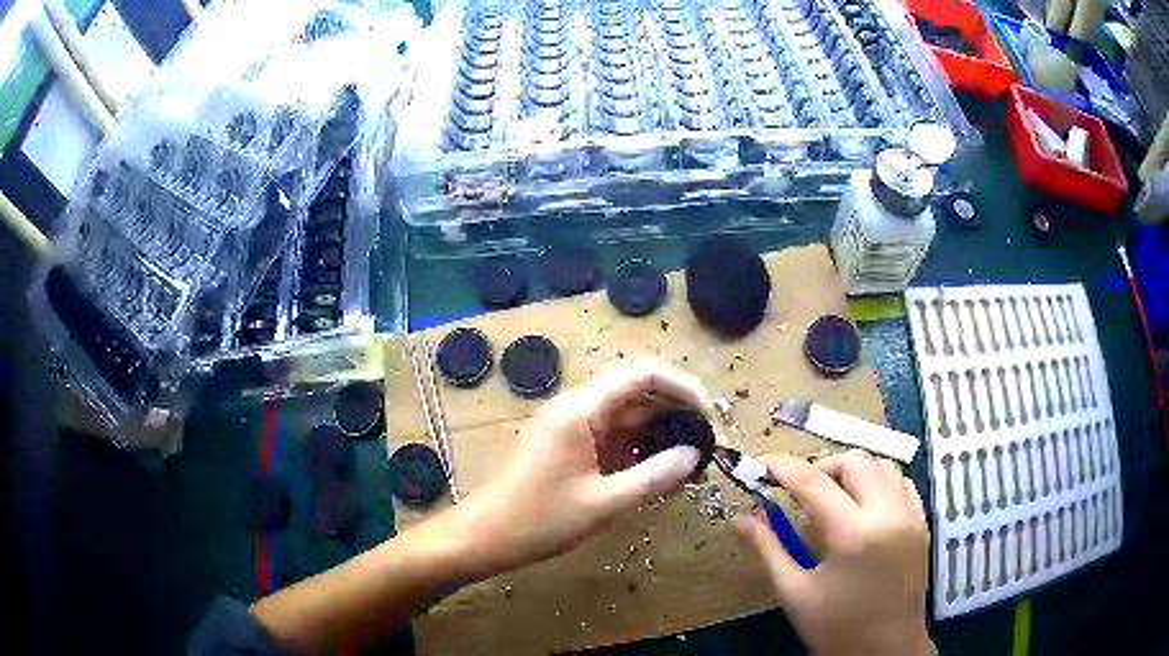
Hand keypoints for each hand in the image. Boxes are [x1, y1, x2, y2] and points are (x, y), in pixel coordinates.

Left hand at [457, 358, 708, 576]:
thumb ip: (653, 476)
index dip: (680, 386)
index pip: (641, 374)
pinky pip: (611, 435)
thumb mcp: (604, 503)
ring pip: (625, 414)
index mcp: (581, 409)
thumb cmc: (541, 520)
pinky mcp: (568, 443)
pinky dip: (637, 448)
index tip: (708, 413)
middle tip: (704, 441)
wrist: (487, 535)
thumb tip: (694, 454)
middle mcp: (576, 406)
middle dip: (673, 410)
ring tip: (688, 459)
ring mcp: (570, 424)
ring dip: (657, 431)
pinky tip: (657, 470)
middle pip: (635, 391)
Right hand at [733, 451, 929, 655]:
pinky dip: (878, 481)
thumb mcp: (794, 593)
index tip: (763, 464)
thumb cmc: (836, 628)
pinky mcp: (921, 523)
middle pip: (854, 462)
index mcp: (853, 535)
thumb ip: (768, 550)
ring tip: (831, 495)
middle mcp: (888, 514)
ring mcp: (910, 516)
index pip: (813, 483)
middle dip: (821, 467)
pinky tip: (862, 505)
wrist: (886, 649)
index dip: (784, 467)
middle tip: (799, 490)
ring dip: (852, 470)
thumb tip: (740, 519)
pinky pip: (901, 482)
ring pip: (882, 465)